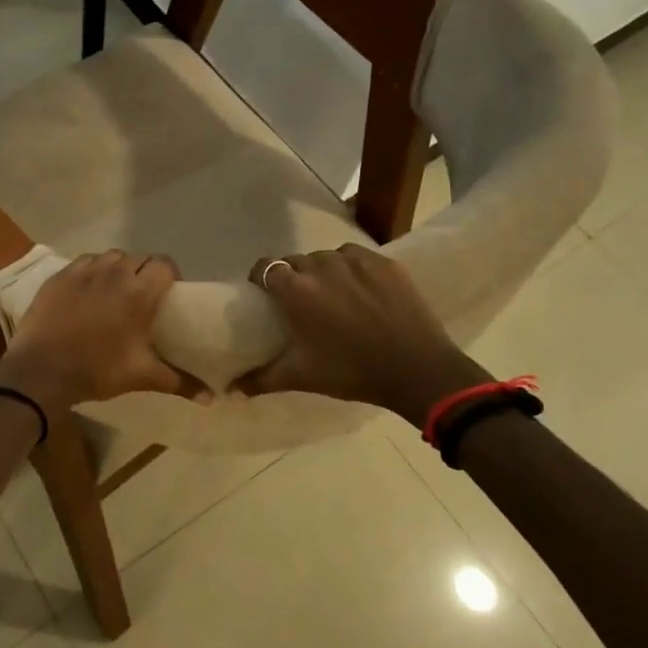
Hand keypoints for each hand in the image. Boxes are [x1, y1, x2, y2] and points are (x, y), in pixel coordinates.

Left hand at [0, 251, 202, 414]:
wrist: (41, 370)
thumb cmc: (97, 370)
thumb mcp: (142, 376)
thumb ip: (180, 382)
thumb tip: (213, 399)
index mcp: (139, 292)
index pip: (164, 265)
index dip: (168, 276)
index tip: (166, 295)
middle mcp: (114, 272)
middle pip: (139, 259)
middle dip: (144, 273)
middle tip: (141, 298)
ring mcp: (84, 271)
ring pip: (111, 257)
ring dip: (118, 269)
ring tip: (114, 292)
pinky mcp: (61, 275)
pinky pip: (85, 262)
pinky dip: (92, 271)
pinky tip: (87, 292)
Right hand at [236, 244, 488, 427]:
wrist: (417, 370)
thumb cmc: (351, 372)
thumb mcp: (302, 377)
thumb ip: (262, 379)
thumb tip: (230, 390)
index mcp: (295, 290)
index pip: (265, 267)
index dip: (262, 277)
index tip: (265, 293)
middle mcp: (320, 266)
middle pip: (296, 261)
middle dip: (293, 277)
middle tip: (301, 301)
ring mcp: (355, 260)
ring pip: (326, 257)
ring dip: (323, 271)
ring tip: (333, 294)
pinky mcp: (384, 262)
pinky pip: (356, 257)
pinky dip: (352, 269)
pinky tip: (361, 290)